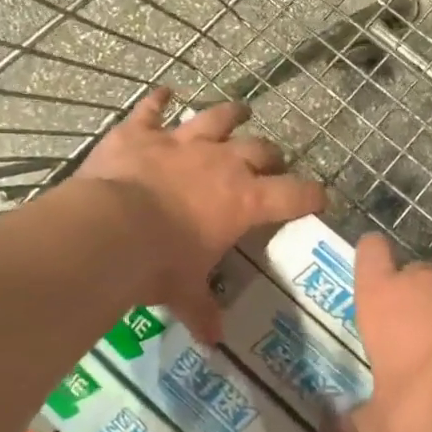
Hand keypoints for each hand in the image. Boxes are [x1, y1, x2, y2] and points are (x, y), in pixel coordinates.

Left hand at [76, 88, 324, 341]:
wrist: (110, 230)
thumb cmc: (159, 265)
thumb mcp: (184, 292)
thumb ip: (201, 310)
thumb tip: (212, 340)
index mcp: (243, 201)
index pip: (293, 195)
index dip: (312, 195)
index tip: (321, 197)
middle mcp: (221, 163)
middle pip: (260, 150)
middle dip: (271, 155)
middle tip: (272, 161)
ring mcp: (181, 142)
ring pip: (216, 117)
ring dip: (230, 113)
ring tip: (240, 110)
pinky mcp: (141, 133)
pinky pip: (152, 109)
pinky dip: (157, 101)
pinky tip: (163, 91)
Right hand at [349, 233, 431, 431]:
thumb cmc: (422, 404)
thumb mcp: (383, 423)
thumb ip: (359, 423)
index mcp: (383, 299)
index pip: (370, 254)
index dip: (372, 257)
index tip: (375, 270)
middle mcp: (425, 284)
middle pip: (414, 275)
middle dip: (415, 301)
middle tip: (416, 341)